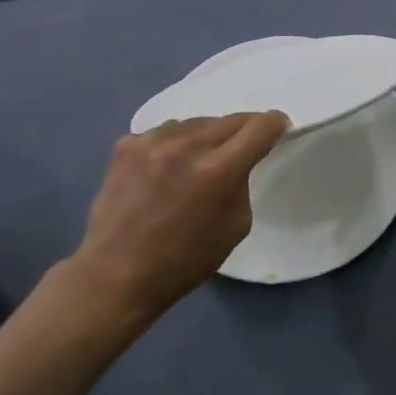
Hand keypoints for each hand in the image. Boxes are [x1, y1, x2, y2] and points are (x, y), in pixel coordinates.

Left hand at [71, 113, 290, 321]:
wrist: (116, 274)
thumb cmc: (183, 261)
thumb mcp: (234, 228)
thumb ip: (241, 185)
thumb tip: (238, 163)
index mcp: (218, 171)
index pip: (258, 128)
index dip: (274, 123)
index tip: (278, 126)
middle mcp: (186, 147)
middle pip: (228, 120)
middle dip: (243, 129)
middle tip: (244, 144)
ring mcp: (151, 142)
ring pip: (194, 123)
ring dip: (206, 136)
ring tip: (200, 159)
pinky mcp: (126, 146)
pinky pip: (162, 133)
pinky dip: (173, 144)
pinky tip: (166, 166)